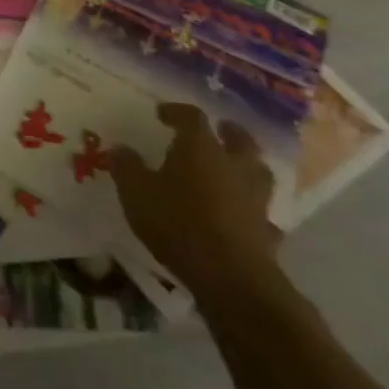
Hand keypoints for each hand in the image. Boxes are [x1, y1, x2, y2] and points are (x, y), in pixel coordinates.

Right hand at [112, 103, 283, 305]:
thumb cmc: (177, 222)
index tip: (162, 113)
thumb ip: (127, 167)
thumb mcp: (136, 191)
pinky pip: (262, 211)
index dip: (177, 111)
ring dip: (247, 166)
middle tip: (218, 129)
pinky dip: (252, 208)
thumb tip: (121, 148)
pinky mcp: (267, 230)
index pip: (192, 117)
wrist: (230, 276)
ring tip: (233, 168)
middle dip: (228, 131)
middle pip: (239, 139)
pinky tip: (243, 214)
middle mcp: (233, 166)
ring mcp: (255, 198)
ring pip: (258, 172)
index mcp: (200, 148)